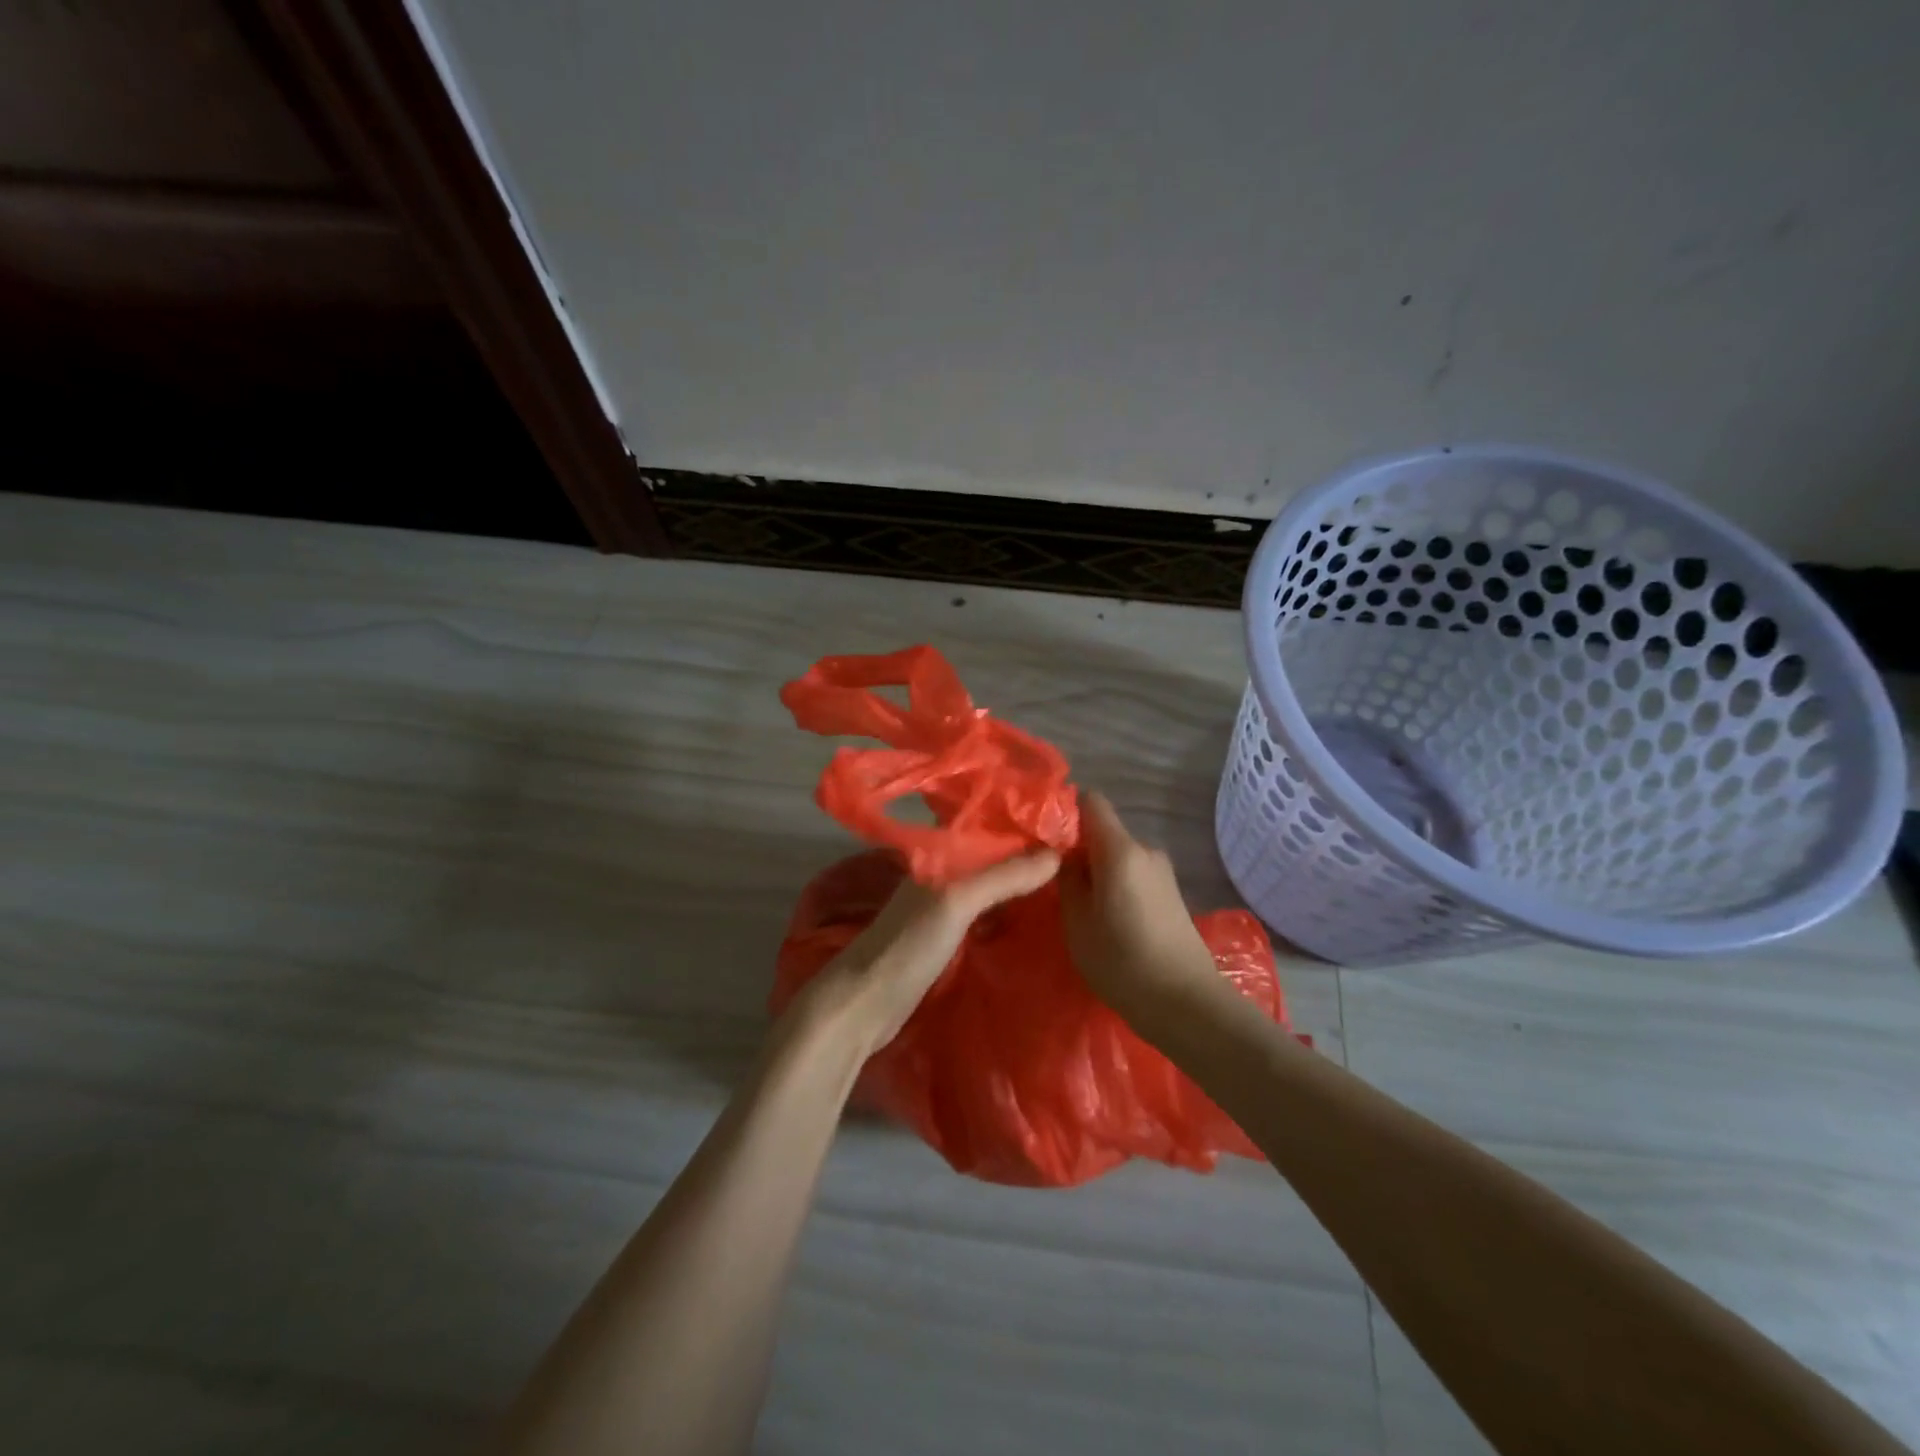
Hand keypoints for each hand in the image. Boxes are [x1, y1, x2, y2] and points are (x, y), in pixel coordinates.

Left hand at [792, 849, 1061, 1058]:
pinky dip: (1009, 911)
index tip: (1067, 824)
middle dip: (1028, 854)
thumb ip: (1002, 877)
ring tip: (1069, 883)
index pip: (987, 826)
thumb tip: (1056, 854)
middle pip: (992, 856)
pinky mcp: (946, 938)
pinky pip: (986, 914)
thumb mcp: (956, 903)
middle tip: (1080, 858)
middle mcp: (942, 874)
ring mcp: (943, 908)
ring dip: (1020, 883)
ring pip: (990, 886)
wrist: (863, 1005)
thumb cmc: (907, 945)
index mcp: (939, 855)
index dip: (1022, 822)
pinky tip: (1036, 918)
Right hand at [1059, 793, 1225, 1021]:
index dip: (1067, 811)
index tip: (1047, 838)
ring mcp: (1162, 872)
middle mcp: (1145, 850)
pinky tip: (1109, 919)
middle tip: (1057, 882)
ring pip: (1119, 856)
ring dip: (1099, 872)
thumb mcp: (1077, 923)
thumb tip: (1067, 856)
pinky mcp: (1171, 893)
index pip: (1092, 801)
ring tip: (1082, 907)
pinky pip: (1134, 874)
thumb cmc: (1122, 962)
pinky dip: (1117, 886)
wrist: (1186, 1003)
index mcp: (1120, 849)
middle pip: (1104, 831)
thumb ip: (1068, 880)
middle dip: (1080, 849)